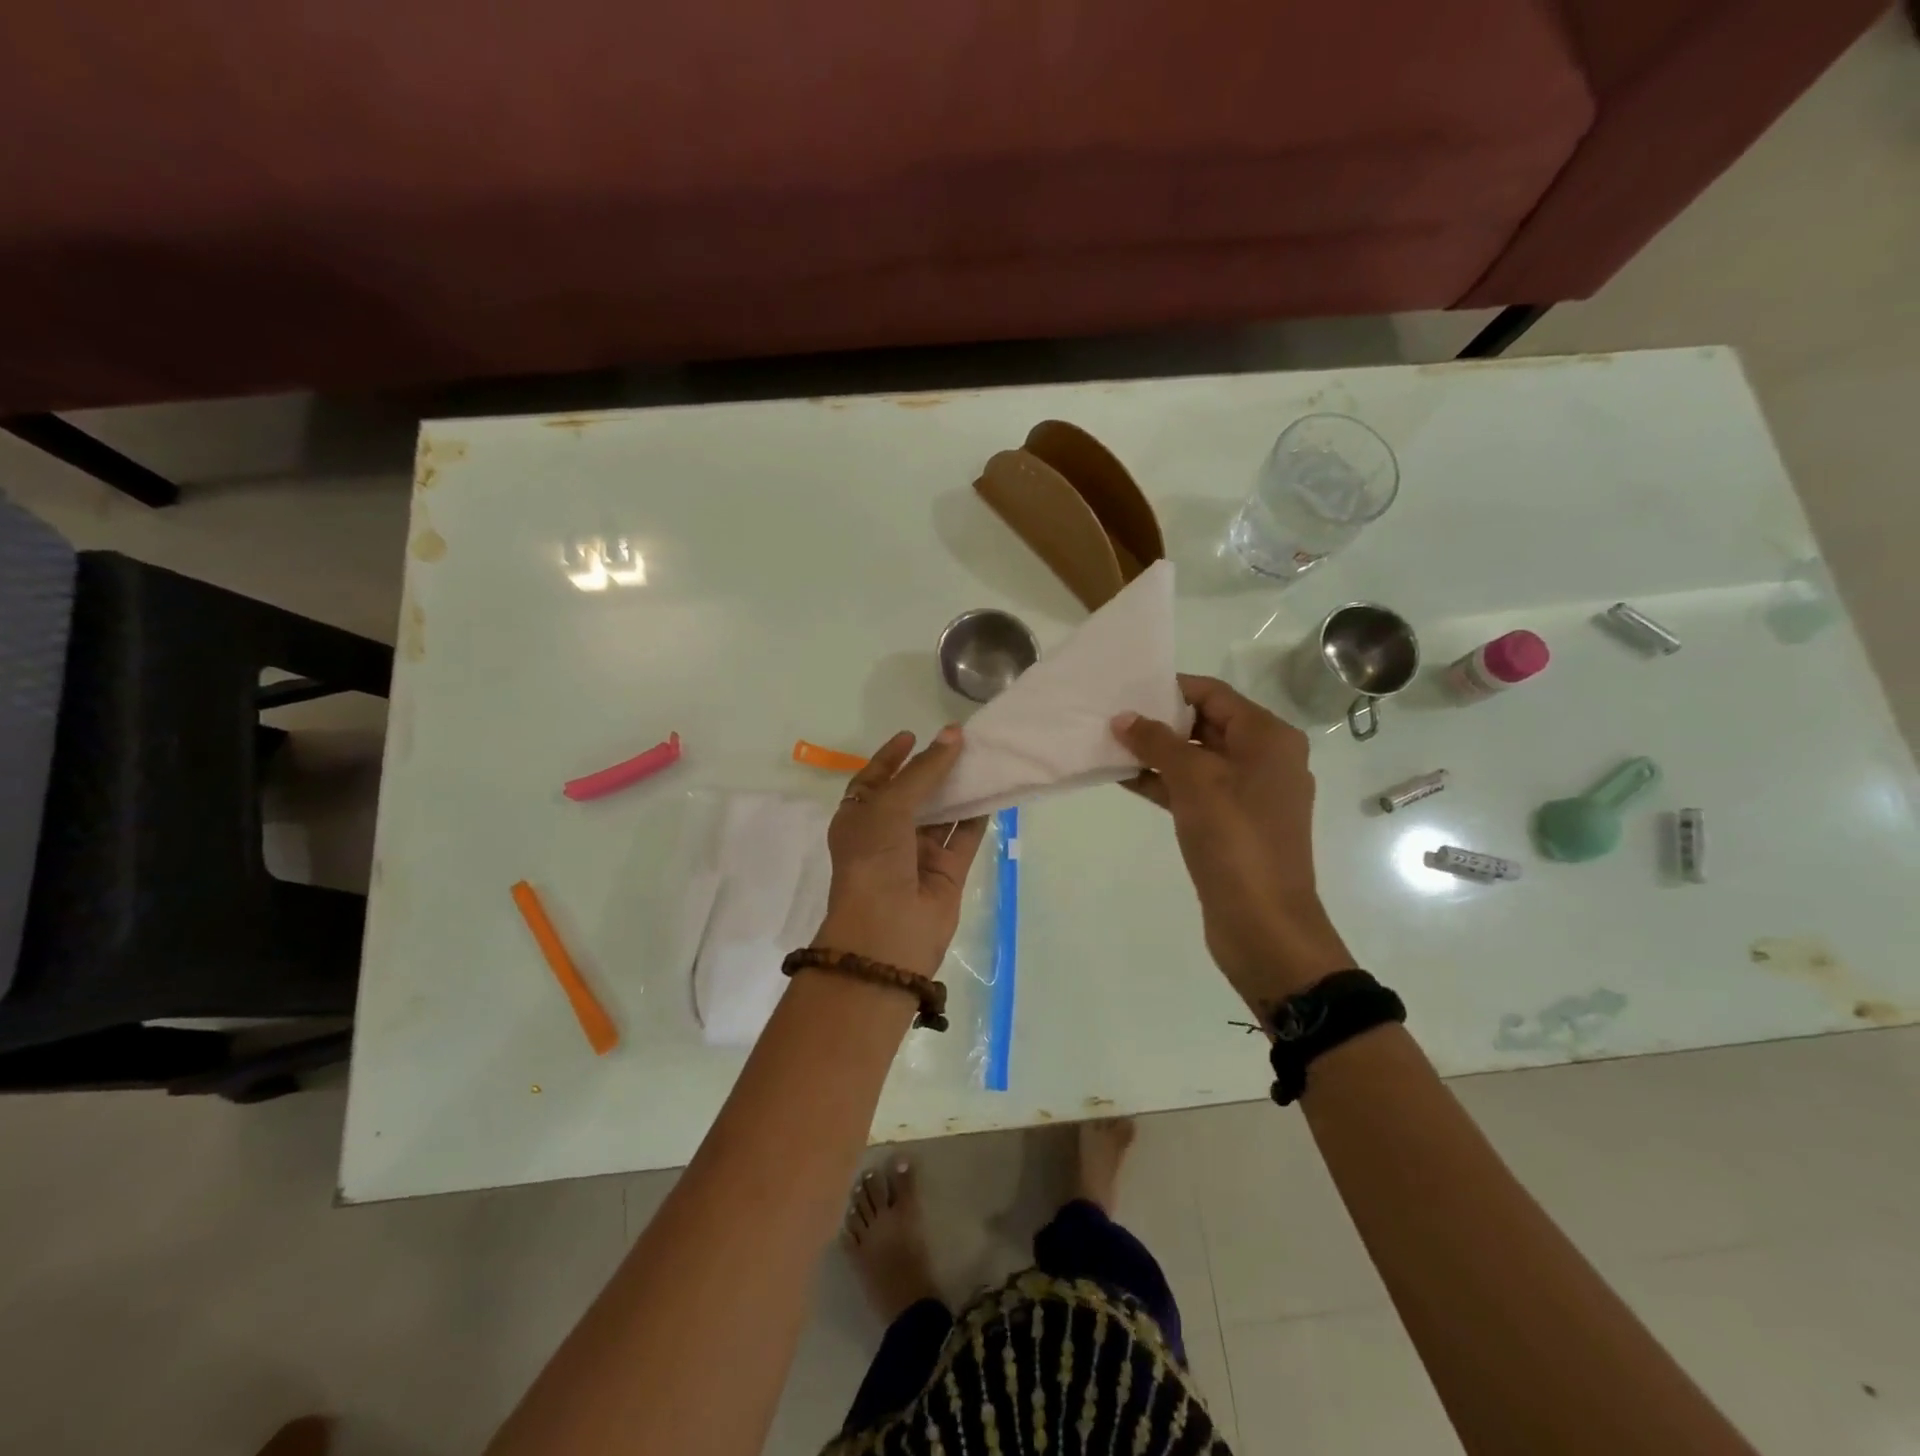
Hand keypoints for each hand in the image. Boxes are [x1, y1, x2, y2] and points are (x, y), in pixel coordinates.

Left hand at [812, 726, 988, 976]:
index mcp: (859, 818)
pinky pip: (965, 836)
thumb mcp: (890, 805)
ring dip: (959, 788)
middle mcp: (887, 834)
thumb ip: (924, 770)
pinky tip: (994, 789)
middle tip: (960, 741)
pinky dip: (978, 815)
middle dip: (933, 769)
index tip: (913, 734)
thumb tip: (953, 734)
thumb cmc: (874, 859)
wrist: (887, 931)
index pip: (874, 779)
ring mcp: (918, 854)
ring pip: (942, 813)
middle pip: (913, 794)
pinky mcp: (947, 871)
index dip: (891, 757)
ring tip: (982, 757)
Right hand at [1112, 674, 1352, 1003]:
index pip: (1214, 694)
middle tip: (1112, 717)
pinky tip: (1126, 779)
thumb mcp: (1194, 781)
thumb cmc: (1235, 840)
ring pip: (1197, 760)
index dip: (1171, 688)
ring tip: (1110, 745)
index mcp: (1268, 738)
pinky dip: (1164, 783)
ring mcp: (1249, 794)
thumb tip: (1124, 718)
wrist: (1263, 923)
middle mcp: (1264, 759)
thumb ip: (1157, 743)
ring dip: (1157, 753)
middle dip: (1160, 721)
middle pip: (1206, 724)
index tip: (1128, 690)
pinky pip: (1195, 790)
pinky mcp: (1232, 824)